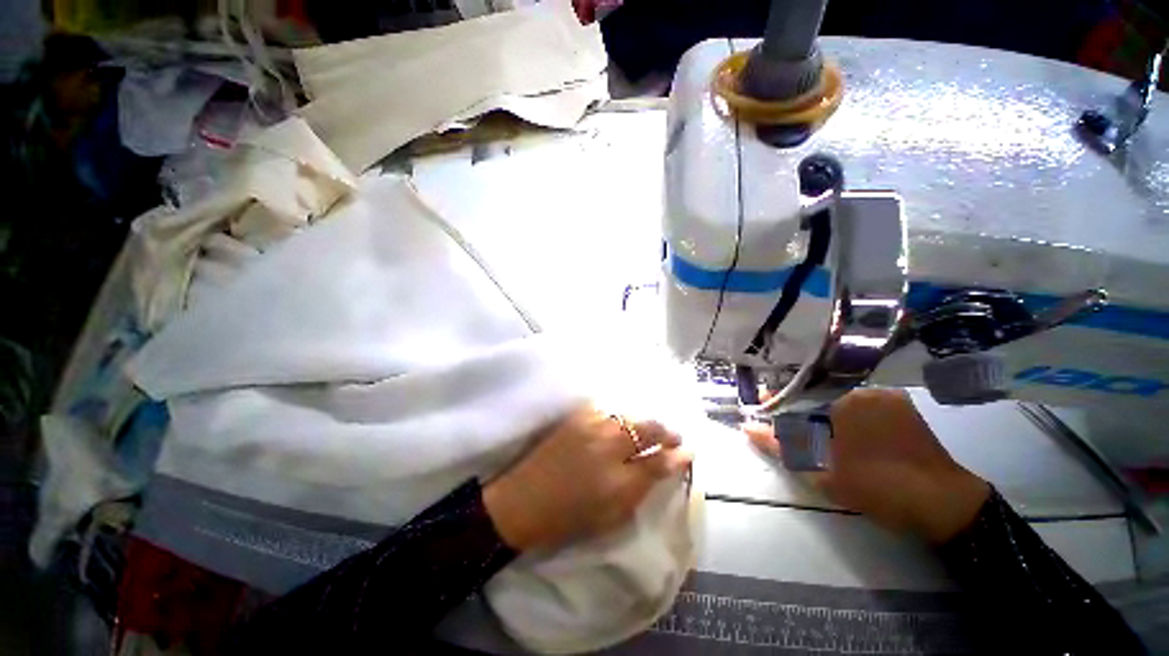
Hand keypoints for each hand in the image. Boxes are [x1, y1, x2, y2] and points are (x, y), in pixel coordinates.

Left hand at [484, 406, 692, 550]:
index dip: (679, 456)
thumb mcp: (614, 514)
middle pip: (648, 428)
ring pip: (630, 414)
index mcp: (619, 481)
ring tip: (651, 427)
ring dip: (645, 420)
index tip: (689, 451)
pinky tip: (625, 418)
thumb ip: (643, 488)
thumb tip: (669, 467)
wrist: (525, 499)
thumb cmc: (570, 516)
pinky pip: (608, 408)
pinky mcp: (577, 416)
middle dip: (667, 431)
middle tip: (674, 436)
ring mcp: (592, 426)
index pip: (660, 461)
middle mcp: (609, 447)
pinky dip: (622, 413)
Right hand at [745, 389, 989, 543]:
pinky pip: (863, 407)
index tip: (762, 405)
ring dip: (822, 414)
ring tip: (813, 435)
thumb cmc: (878, 486)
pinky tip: (844, 435)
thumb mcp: (821, 471)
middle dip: (799, 409)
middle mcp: (865, 390)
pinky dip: (846, 417)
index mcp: (845, 399)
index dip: (777, 401)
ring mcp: (888, 399)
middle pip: (818, 395)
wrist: (944, 506)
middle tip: (788, 429)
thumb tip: (747, 427)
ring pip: (840, 401)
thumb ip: (780, 446)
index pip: (798, 394)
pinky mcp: (903, 410)